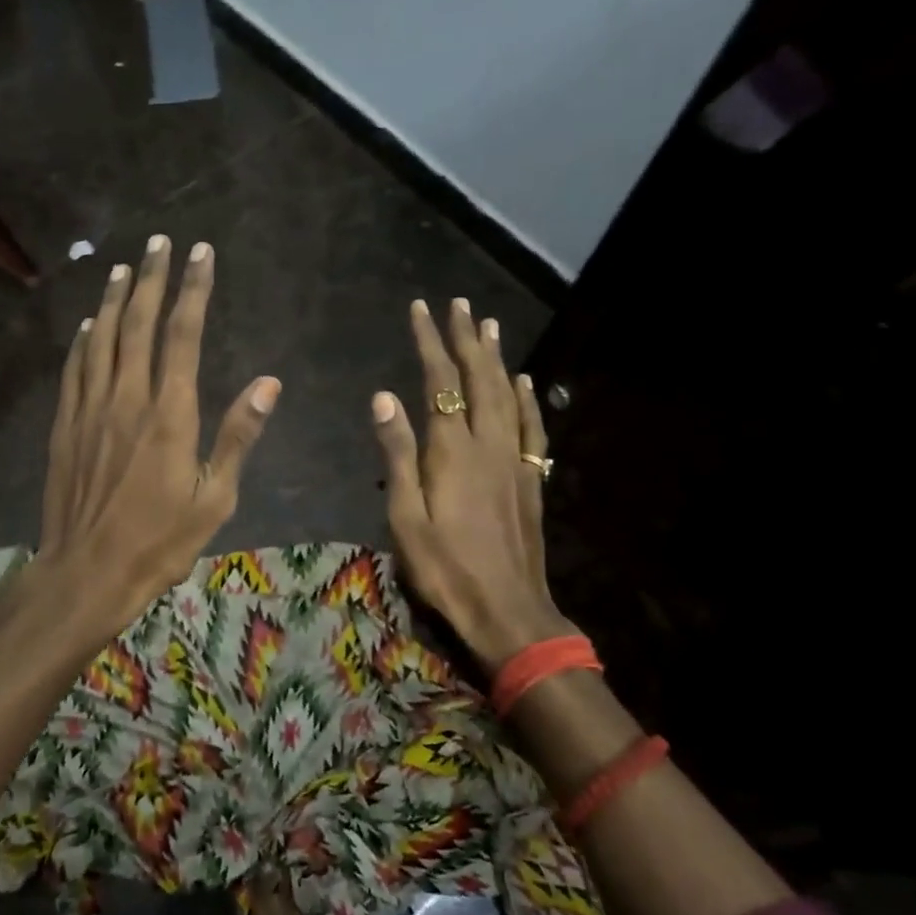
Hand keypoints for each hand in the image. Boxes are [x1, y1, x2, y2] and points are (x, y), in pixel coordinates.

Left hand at [39, 235, 279, 635]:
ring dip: (115, 300)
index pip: (183, 334)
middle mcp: (127, 398)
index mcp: (169, 413)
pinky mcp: (65, 425)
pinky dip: (83, 341)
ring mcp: (90, 409)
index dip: (193, 289)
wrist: (87, 571)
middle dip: (153, 279)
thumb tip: (269, 383)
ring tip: (125, 269)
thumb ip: (239, 435)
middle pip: (139, 324)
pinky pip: (75, 370)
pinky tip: (89, 324)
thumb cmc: (160, 541)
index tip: (201, 253)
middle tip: (161, 243)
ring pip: (102, 339)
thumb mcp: (214, 497)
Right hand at [372, 299, 575, 670]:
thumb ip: (398, 453)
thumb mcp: (406, 516)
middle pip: (478, 379)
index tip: (421, 310)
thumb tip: (384, 397)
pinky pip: (531, 429)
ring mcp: (514, 461)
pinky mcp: (530, 480)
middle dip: (466, 339)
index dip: (430, 342)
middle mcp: (488, 444)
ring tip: (488, 326)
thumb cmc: (444, 568)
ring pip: (507, 395)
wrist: (507, 610)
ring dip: (496, 358)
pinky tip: (524, 381)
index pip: (439, 382)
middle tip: (459, 304)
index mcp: (452, 450)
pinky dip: (528, 399)